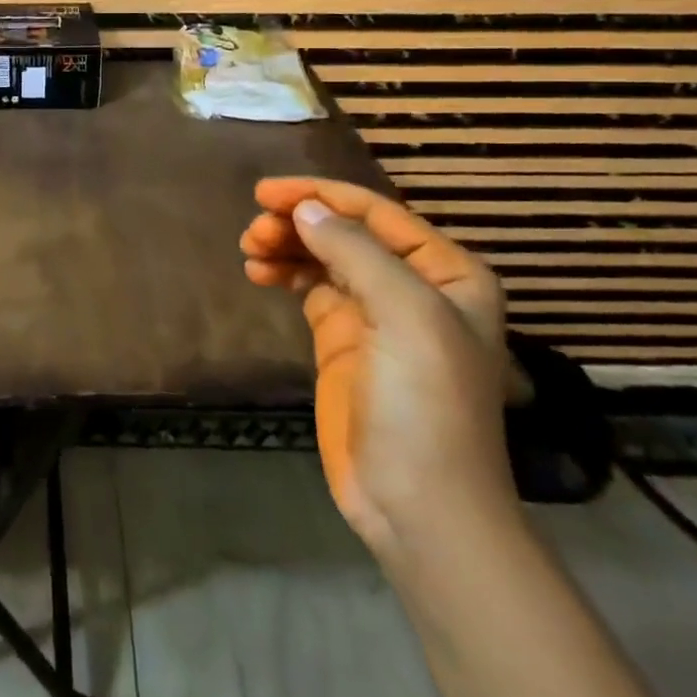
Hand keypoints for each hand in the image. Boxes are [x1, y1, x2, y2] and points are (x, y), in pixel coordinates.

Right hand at [242, 178, 516, 558]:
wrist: (418, 504)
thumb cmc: (425, 403)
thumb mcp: (404, 315)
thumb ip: (354, 252)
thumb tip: (304, 209)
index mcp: (446, 272)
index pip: (376, 214)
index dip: (321, 196)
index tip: (266, 192)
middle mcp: (413, 286)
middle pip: (345, 233)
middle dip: (299, 222)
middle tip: (254, 229)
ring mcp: (375, 315)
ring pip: (323, 258)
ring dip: (286, 246)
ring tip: (250, 249)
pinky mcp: (342, 342)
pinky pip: (310, 289)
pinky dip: (285, 274)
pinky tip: (259, 272)